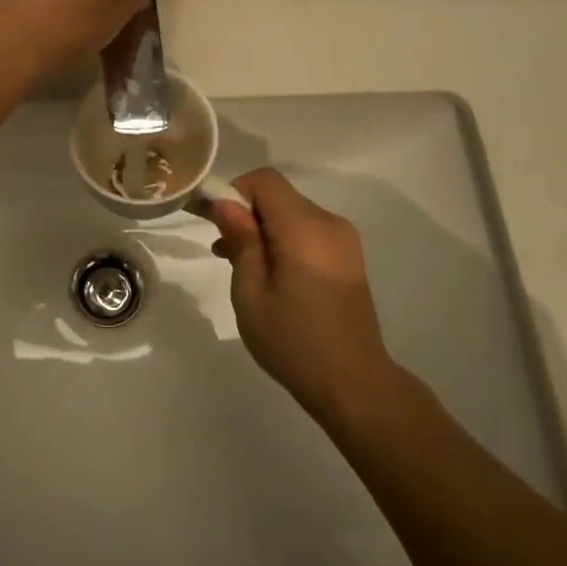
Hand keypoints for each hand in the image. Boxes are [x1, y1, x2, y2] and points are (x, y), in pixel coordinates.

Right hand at [210, 169, 396, 423]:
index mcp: (304, 227)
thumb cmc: (294, 340)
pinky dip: (283, 242)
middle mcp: (328, 223)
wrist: (354, 385)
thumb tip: (226, 203)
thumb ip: (241, 241)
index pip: (264, 181)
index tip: (212, 219)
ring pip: (292, 215)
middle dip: (245, 213)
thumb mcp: (252, 292)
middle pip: (278, 197)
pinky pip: (307, 234)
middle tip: (219, 248)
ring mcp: (343, 241)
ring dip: (262, 230)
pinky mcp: (347, 260)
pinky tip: (267, 274)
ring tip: (238, 266)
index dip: (234, 191)